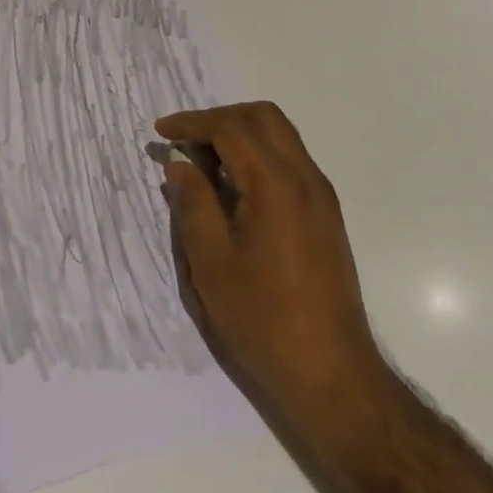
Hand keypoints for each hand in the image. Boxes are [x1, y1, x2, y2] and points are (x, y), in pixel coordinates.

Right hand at [156, 102, 384, 425]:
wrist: (332, 374)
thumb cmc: (262, 320)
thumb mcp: (211, 263)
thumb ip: (193, 203)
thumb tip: (180, 163)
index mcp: (277, 185)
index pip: (232, 128)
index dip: (192, 123)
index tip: (160, 133)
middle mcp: (306, 180)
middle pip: (264, 118)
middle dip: (219, 119)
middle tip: (183, 141)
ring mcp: (321, 198)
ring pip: (280, 137)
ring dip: (239, 135)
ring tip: (201, 163)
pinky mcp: (325, 217)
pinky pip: (289, 163)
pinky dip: (256, 157)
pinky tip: (230, 188)